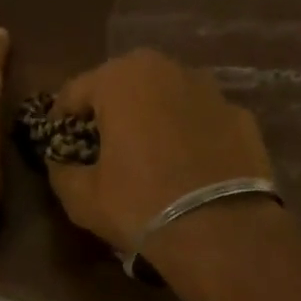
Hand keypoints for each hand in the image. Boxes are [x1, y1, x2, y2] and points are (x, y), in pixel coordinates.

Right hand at [46, 48, 273, 255]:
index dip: (60, 120)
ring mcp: (211, 89)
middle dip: (109, 112)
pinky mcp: (242, 116)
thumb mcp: (81, 196)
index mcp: (121, 78)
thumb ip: (61, 169)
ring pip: (166, 98)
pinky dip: (189, 134)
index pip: (74, 92)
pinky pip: (201, 120)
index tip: (58, 144)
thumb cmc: (139, 204)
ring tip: (147, 155)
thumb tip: (61, 162)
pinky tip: (187, 167)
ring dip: (151, 118)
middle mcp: (167, 69)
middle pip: (123, 86)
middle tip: (101, 146)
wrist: (221, 231)